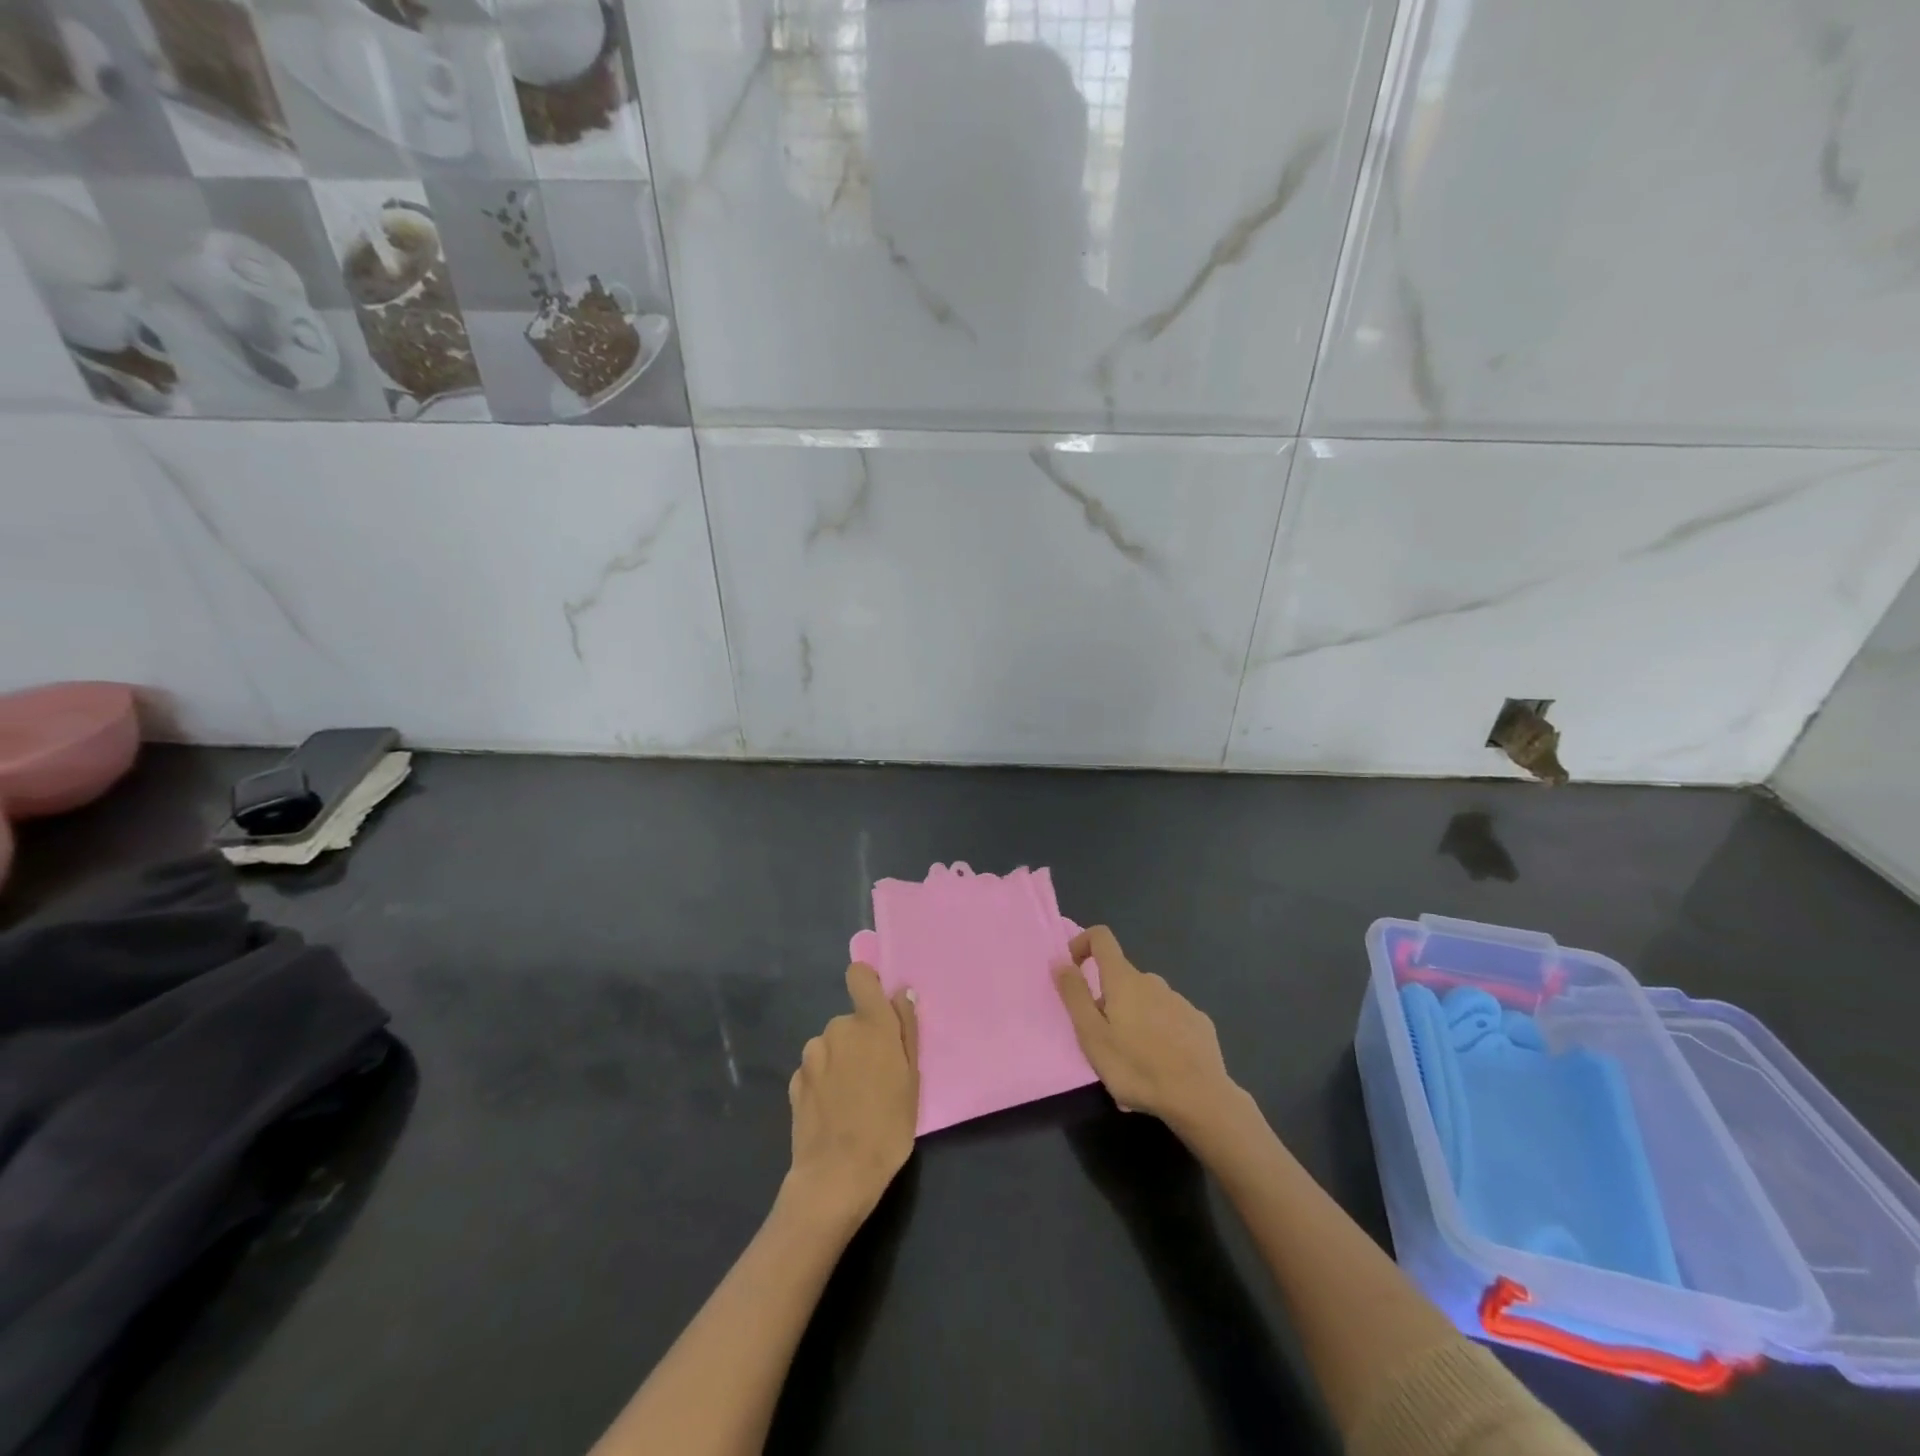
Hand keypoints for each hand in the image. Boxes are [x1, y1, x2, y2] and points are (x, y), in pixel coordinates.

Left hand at [784, 963, 918, 1229]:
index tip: (878, 1006)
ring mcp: (812, 1055)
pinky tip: (833, 1112)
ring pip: (832, 1046)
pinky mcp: (795, 1080)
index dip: (868, 982)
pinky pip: (816, 1070)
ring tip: (853, 1100)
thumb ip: (906, 1030)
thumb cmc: (887, 1127)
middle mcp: (837, 1028)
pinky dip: (824, 1082)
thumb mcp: (912, 1080)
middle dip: (861, 1040)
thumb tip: (902, 994)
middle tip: (876, 1077)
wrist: (837, 1176)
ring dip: (841, 1061)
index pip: (859, 975)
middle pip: (851, 1021)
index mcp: (870, 1023)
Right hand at [1054, 926, 1241, 1137]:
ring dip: (1134, 1017)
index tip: (1074, 970)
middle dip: (1107, 1000)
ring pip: (1146, 999)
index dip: (1083, 943)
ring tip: (1134, 1058)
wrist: (1200, 1098)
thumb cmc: (1137, 1068)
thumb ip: (1074, 995)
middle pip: (1122, 978)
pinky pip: (1170, 1016)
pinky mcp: (1199, 1021)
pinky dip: (1159, 1030)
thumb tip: (1059, 960)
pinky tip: (1164, 1061)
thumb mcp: (1092, 1036)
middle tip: (1104, 1040)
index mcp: (1124, 980)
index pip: (1101, 938)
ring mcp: (1179, 1000)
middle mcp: (1152, 981)